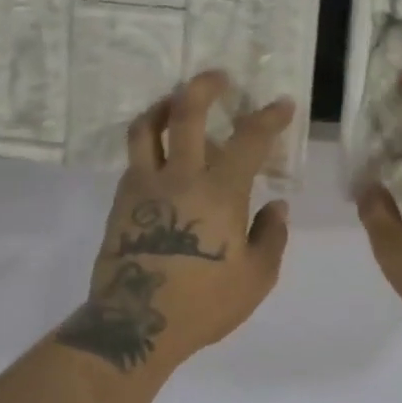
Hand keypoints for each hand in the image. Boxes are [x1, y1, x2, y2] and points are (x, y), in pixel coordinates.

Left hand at [56, 71, 294, 373]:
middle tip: (218, 77)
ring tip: (176, 104)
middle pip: (186, 112)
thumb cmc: (202, 303)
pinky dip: (150, 146)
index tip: (281, 104)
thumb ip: (270, 236)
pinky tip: (162, 159)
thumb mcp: (255, 278)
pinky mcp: (120, 201)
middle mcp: (179, 176)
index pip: (249, 139)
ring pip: (147, 128)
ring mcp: (144, 186)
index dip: (269, 117)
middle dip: (204, 86)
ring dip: (164, 106)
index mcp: (219, 192)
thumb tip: (276, 205)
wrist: (134, 325)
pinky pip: (135, 159)